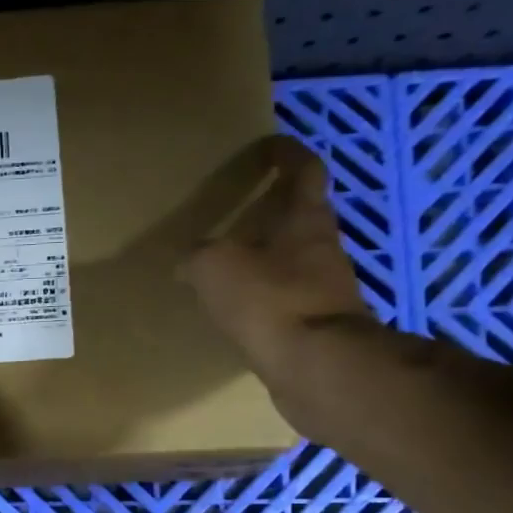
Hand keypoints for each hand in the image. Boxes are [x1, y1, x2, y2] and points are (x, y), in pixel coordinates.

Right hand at [178, 135, 373, 390]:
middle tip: (242, 209)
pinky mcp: (316, 326)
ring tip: (232, 263)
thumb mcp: (215, 267)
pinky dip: (265, 296)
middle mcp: (323, 248)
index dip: (287, 155)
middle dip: (276, 209)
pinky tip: (239, 309)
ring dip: (269, 256)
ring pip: (295, 260)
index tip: (270, 145)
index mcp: (306, 221)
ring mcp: (324, 289)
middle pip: (303, 217)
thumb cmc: (270, 300)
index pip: (305, 171)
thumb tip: (189, 261)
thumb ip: (198, 256)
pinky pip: (286, 299)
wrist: (317, 367)